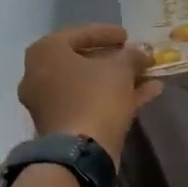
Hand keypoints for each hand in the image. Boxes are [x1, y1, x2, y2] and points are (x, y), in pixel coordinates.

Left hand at [18, 25, 162, 156]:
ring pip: (87, 85)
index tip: (128, 36)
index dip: (107, 33)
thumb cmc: (95, 97)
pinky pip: (89, 103)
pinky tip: (148, 93)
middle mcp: (39, 74)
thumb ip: (132, 54)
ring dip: (118, 80)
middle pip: (82, 61)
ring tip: (148, 75)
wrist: (80, 153)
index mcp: (45, 51)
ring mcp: (47, 102)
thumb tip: (143, 49)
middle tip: (135, 57)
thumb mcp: (120, 69)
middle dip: (113, 60)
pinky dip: (114, 98)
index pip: (79, 34)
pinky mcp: (60, 125)